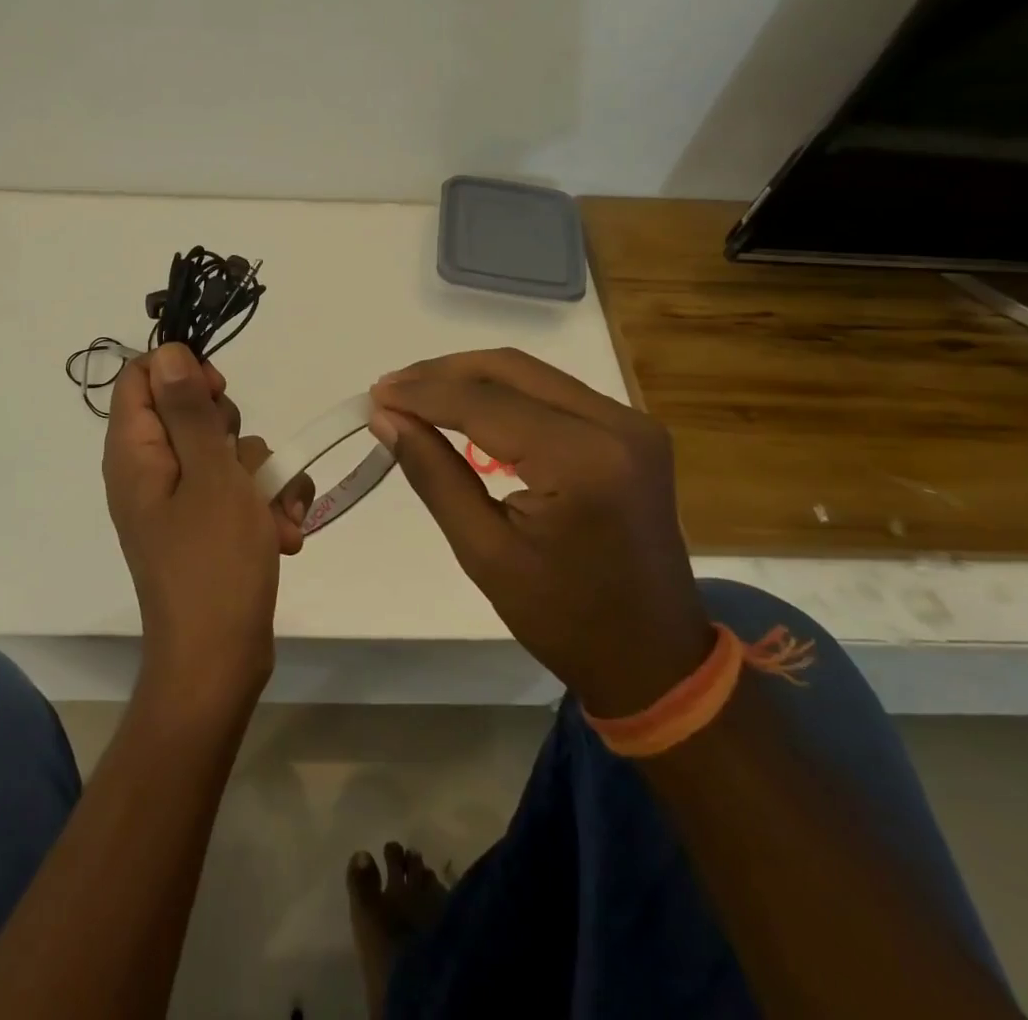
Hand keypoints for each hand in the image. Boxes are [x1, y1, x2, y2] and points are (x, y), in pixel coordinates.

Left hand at [103, 343, 313, 712]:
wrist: (219, 662)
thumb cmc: (213, 564)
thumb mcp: (210, 475)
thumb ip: (189, 410)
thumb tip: (167, 351)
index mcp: (134, 452)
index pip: (142, 377)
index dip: (183, 372)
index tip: (220, 392)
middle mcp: (150, 469)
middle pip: (189, 412)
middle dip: (233, 432)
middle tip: (242, 465)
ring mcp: (179, 499)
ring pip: (225, 452)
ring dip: (263, 478)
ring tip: (275, 519)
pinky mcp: (204, 524)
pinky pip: (238, 490)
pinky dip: (265, 506)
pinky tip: (284, 535)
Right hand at [369, 349, 711, 716]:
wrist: (653, 657)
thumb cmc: (563, 618)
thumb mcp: (484, 551)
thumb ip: (433, 473)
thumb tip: (385, 417)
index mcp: (583, 461)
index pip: (485, 404)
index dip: (423, 394)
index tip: (374, 395)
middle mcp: (616, 425)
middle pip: (511, 369)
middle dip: (442, 374)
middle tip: (390, 389)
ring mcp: (630, 423)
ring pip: (531, 373)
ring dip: (469, 378)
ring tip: (416, 394)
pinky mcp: (631, 430)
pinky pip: (552, 392)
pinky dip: (502, 393)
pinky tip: (465, 408)